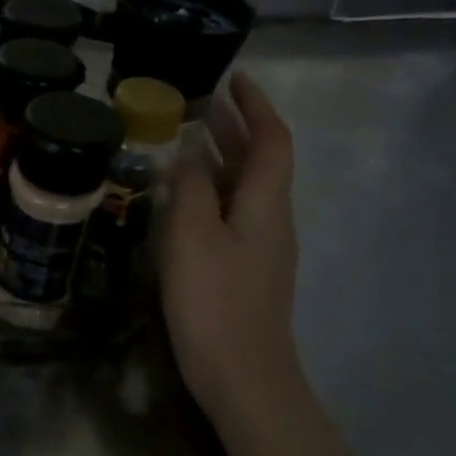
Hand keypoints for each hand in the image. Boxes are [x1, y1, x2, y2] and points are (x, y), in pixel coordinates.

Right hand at [158, 72, 302, 414]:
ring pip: (245, 187)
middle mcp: (271, 219)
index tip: (233, 78)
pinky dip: (211, 190)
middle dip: (235, 128)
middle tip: (200, 103)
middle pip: (260, 161)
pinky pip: (231, 212)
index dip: (256, 106)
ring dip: (221, 157)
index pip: (271, 140)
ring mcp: (261, 247)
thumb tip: (187, 152)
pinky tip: (183, 196)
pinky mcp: (245, 269)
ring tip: (186, 138)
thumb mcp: (192, 236)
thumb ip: (189, 189)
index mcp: (266, 204)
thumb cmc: (215, 301)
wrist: (243, 377)